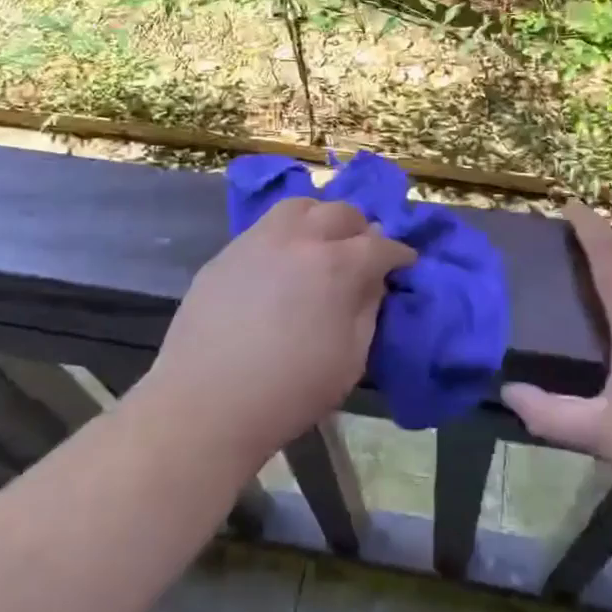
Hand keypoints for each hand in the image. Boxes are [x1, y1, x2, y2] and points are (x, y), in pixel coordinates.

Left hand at [133, 197, 415, 470]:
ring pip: (299, 207)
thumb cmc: (289, 391)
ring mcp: (258, 240)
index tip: (405, 262)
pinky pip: (265, 227)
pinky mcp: (227, 252)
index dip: (398, 253)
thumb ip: (367, 310)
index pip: (379, 245)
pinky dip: (285, 233)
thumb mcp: (350, 359)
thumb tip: (373, 280)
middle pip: (341, 213)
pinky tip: (282, 261)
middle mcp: (299, 239)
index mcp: (336, 265)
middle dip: (361, 229)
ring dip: (320, 218)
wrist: (205, 404)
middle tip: (365, 251)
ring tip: (322, 242)